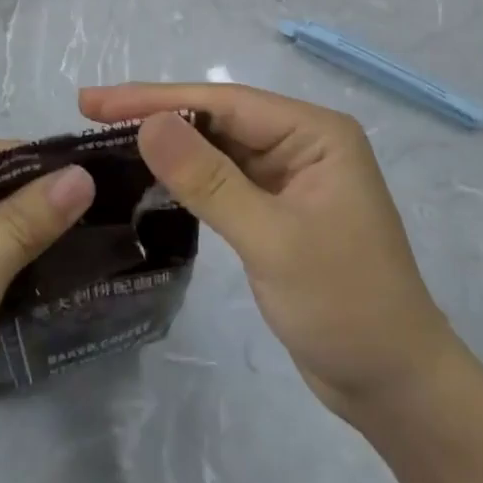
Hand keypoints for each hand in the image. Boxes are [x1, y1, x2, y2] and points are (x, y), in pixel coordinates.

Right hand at [78, 84, 457, 428]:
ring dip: (170, 146)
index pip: (225, 103)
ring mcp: (291, 178)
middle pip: (220, 119)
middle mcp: (304, 144)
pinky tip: (150, 178)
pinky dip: (188, 179)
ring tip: (108, 140)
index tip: (95, 100)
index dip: (158, 98)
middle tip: (90, 113)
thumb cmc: (344, 305)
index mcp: (316, 133)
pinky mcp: (278, 211)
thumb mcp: (272, 239)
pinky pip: (225, 182)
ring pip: (219, 149)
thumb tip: (150, 123)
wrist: (393, 384)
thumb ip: (209, 180)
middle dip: (158, 116)